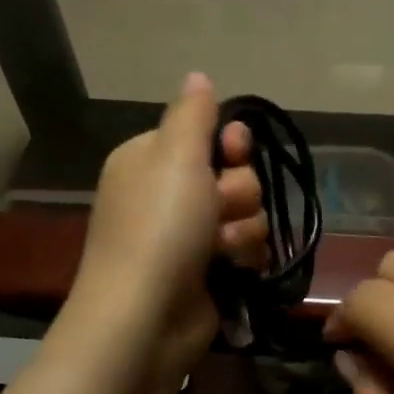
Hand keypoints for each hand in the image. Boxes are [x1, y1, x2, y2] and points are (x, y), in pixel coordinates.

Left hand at [62, 73, 266, 383]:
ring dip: (243, 229)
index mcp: (151, 159)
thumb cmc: (159, 228)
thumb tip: (197, 75)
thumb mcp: (174, 156)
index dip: (229, 143)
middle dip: (237, 192)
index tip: (234, 152)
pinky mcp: (209, 271)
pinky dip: (245, 257)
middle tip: (217, 210)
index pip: (206, 133)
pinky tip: (234, 270)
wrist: (146, 318)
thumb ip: (192, 114)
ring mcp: (188, 236)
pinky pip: (247, 248)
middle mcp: (168, 194)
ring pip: (247, 213)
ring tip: (222, 250)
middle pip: (234, 174)